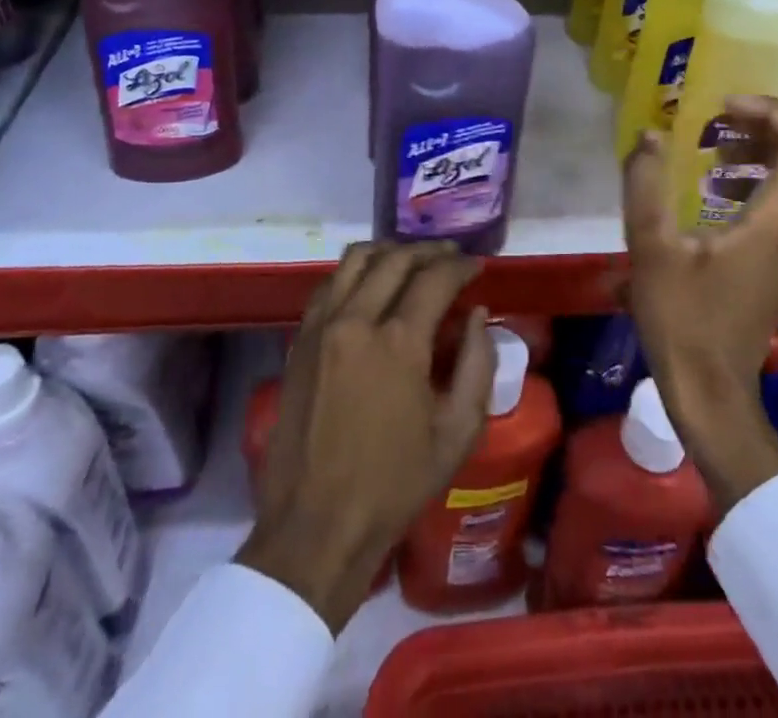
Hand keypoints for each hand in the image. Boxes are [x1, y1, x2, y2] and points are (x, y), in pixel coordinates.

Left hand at [237, 242, 493, 631]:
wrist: (315, 526)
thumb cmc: (394, 485)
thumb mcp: (457, 434)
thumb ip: (478, 365)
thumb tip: (478, 317)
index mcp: (399, 342)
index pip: (435, 278)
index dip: (461, 266)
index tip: (476, 266)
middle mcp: (357, 319)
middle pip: (396, 259)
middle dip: (429, 252)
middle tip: (450, 257)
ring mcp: (321, 326)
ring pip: (356, 259)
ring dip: (390, 252)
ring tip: (411, 260)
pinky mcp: (299, 340)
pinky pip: (329, 284)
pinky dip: (355, 272)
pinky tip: (370, 284)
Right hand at [622, 95, 777, 513]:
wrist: (711, 390)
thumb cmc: (682, 319)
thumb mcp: (651, 248)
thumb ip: (646, 184)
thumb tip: (652, 134)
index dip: (774, 112)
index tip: (724, 107)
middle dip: (768, 124)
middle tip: (718, 118)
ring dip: (763, 149)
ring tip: (712, 146)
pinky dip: (759, 177)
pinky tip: (714, 187)